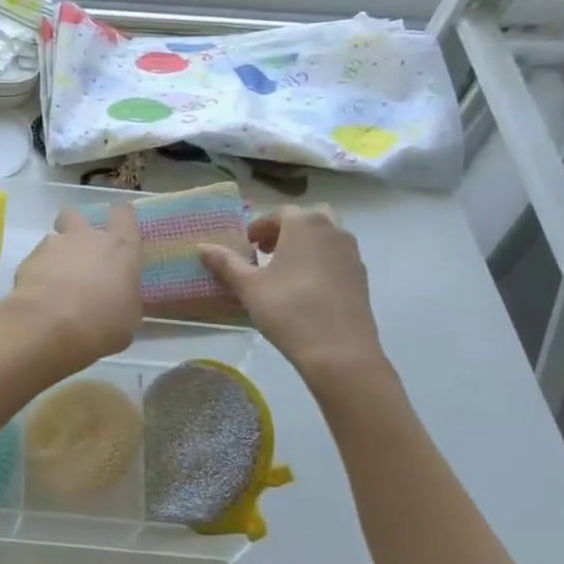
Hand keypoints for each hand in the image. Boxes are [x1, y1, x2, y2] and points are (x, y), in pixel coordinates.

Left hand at [0, 204, 142, 377]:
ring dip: (56, 256)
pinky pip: (36, 261)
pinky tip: (40, 296)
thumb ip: (126, 298)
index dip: (121, 218)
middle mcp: (87, 237)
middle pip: (77, 215)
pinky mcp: (29, 259)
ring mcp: (55, 245)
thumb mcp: (128, 318)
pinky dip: (38, 274)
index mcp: (120, 247)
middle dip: (75, 228)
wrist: (49, 325)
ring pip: (54, 239)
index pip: (124, 214)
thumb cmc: (101, 323)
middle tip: (78, 252)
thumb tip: (121, 298)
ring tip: (55, 283)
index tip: (119, 229)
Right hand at [199, 206, 389, 382]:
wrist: (339, 350)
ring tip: (285, 272)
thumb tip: (201, 247)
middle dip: (287, 230)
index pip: (280, 213)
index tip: (248, 246)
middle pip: (308, 218)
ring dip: (305, 245)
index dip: (261, 227)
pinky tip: (306, 290)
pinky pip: (337, 258)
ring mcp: (351, 253)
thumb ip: (226, 263)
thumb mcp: (249, 287)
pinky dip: (321, 262)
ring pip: (326, 237)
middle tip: (268, 252)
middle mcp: (332, 230)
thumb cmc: (288, 309)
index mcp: (304, 224)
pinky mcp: (361, 277)